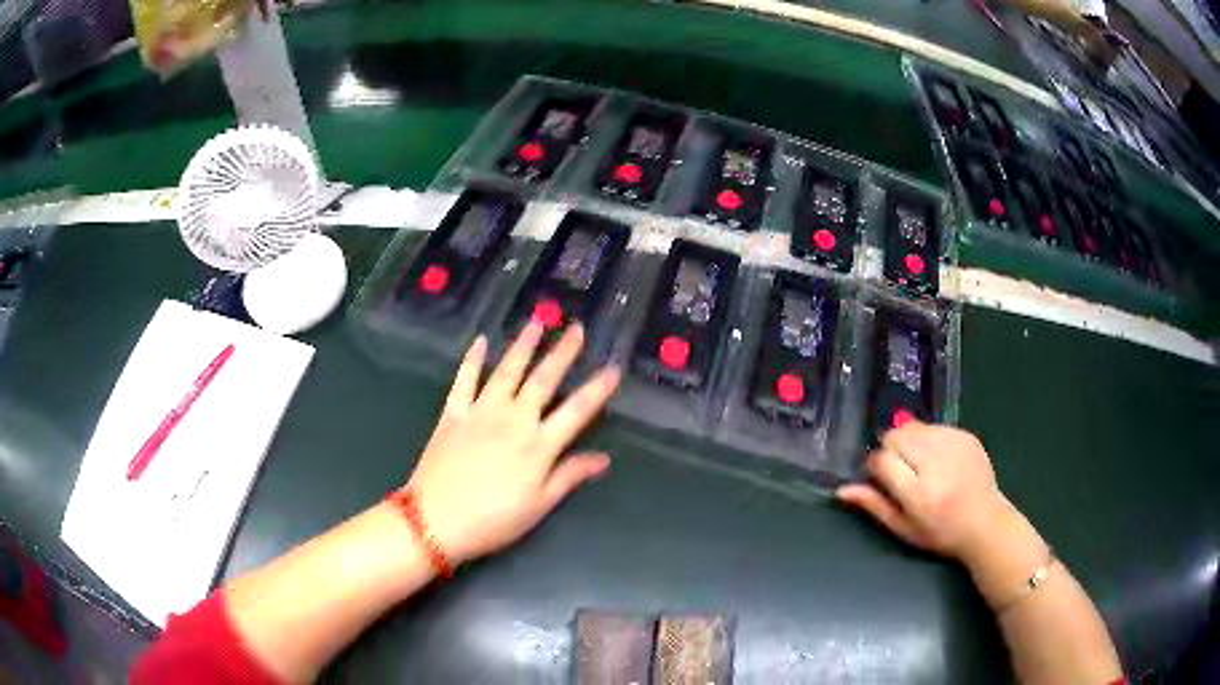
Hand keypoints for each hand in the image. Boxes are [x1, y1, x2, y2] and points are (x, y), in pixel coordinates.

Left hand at [406, 322, 620, 564]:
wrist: (435, 520)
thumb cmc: (493, 520)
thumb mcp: (538, 505)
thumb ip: (569, 476)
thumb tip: (604, 458)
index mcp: (538, 445)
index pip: (576, 411)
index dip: (597, 390)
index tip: (613, 367)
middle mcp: (513, 419)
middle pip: (543, 380)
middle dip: (563, 353)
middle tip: (577, 328)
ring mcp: (480, 412)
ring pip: (506, 371)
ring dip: (523, 345)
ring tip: (536, 322)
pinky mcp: (453, 414)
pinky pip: (464, 381)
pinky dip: (472, 360)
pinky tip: (480, 341)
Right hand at [837, 422, 1014, 561]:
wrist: (985, 522)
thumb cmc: (940, 533)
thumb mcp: (903, 529)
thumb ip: (874, 506)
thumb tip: (842, 490)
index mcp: (920, 494)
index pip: (883, 461)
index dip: (875, 466)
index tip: (880, 477)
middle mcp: (937, 465)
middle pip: (896, 436)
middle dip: (890, 450)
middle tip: (899, 470)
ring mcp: (954, 446)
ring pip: (912, 426)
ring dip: (907, 441)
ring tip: (918, 463)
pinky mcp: (966, 435)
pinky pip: (933, 426)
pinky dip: (927, 438)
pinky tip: (937, 458)